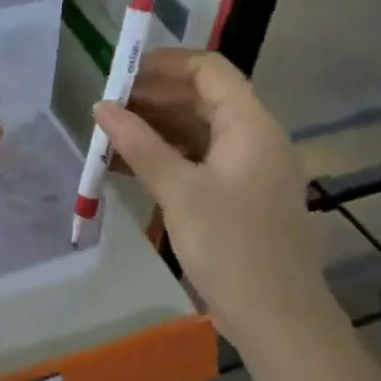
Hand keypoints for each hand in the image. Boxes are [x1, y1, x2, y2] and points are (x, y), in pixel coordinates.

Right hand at [95, 49, 330, 350]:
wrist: (277, 317)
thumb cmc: (231, 246)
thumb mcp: (180, 191)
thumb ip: (140, 145)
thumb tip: (102, 107)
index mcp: (250, 124)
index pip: (209, 70)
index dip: (165, 64)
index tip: (121, 73)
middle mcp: (253, 138)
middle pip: (202, 99)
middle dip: (153, 98)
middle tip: (106, 108)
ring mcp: (247, 169)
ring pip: (197, 132)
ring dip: (154, 130)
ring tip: (109, 137)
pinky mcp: (237, 197)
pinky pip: (198, 162)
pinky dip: (165, 159)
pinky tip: (126, 168)